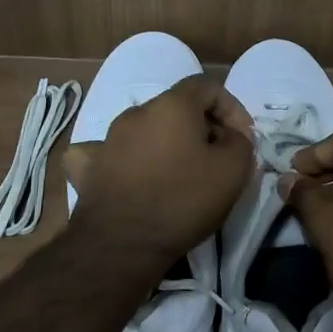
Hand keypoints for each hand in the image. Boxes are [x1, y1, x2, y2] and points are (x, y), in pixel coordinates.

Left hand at [64, 77, 253, 266]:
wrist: (121, 245)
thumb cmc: (183, 200)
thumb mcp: (233, 170)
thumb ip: (241, 142)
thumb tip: (232, 136)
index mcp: (172, 105)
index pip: (208, 86)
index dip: (232, 108)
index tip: (242, 138)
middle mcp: (137, 112)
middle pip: (177, 107)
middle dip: (203, 127)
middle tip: (219, 157)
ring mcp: (108, 139)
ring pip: (147, 129)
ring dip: (169, 143)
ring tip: (183, 172)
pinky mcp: (89, 167)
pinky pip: (111, 152)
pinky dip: (127, 158)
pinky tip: (133, 173)